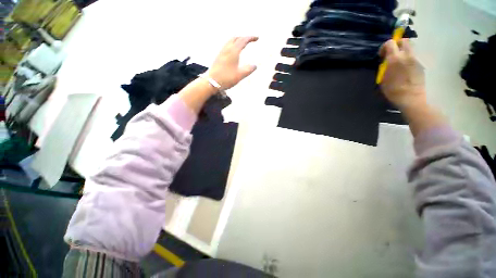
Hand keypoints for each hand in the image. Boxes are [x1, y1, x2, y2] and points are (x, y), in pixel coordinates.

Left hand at [206, 36, 258, 89]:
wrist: (212, 81)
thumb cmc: (226, 78)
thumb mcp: (240, 75)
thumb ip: (248, 70)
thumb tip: (255, 66)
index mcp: (233, 52)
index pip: (243, 40)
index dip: (251, 38)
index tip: (257, 38)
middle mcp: (227, 49)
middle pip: (236, 38)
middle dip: (244, 37)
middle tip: (250, 40)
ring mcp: (222, 52)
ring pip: (230, 41)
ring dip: (238, 40)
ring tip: (243, 44)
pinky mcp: (218, 56)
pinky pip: (227, 45)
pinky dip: (233, 44)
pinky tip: (234, 51)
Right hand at [380, 39, 426, 109]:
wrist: (410, 97)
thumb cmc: (393, 90)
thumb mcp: (383, 78)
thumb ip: (385, 67)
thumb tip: (387, 61)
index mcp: (395, 59)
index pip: (390, 43)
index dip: (385, 46)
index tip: (382, 54)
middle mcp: (406, 55)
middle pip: (404, 41)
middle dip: (397, 44)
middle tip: (393, 53)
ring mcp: (415, 59)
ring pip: (410, 47)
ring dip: (404, 50)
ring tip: (400, 60)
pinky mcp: (421, 64)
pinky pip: (414, 56)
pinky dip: (409, 58)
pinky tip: (405, 67)